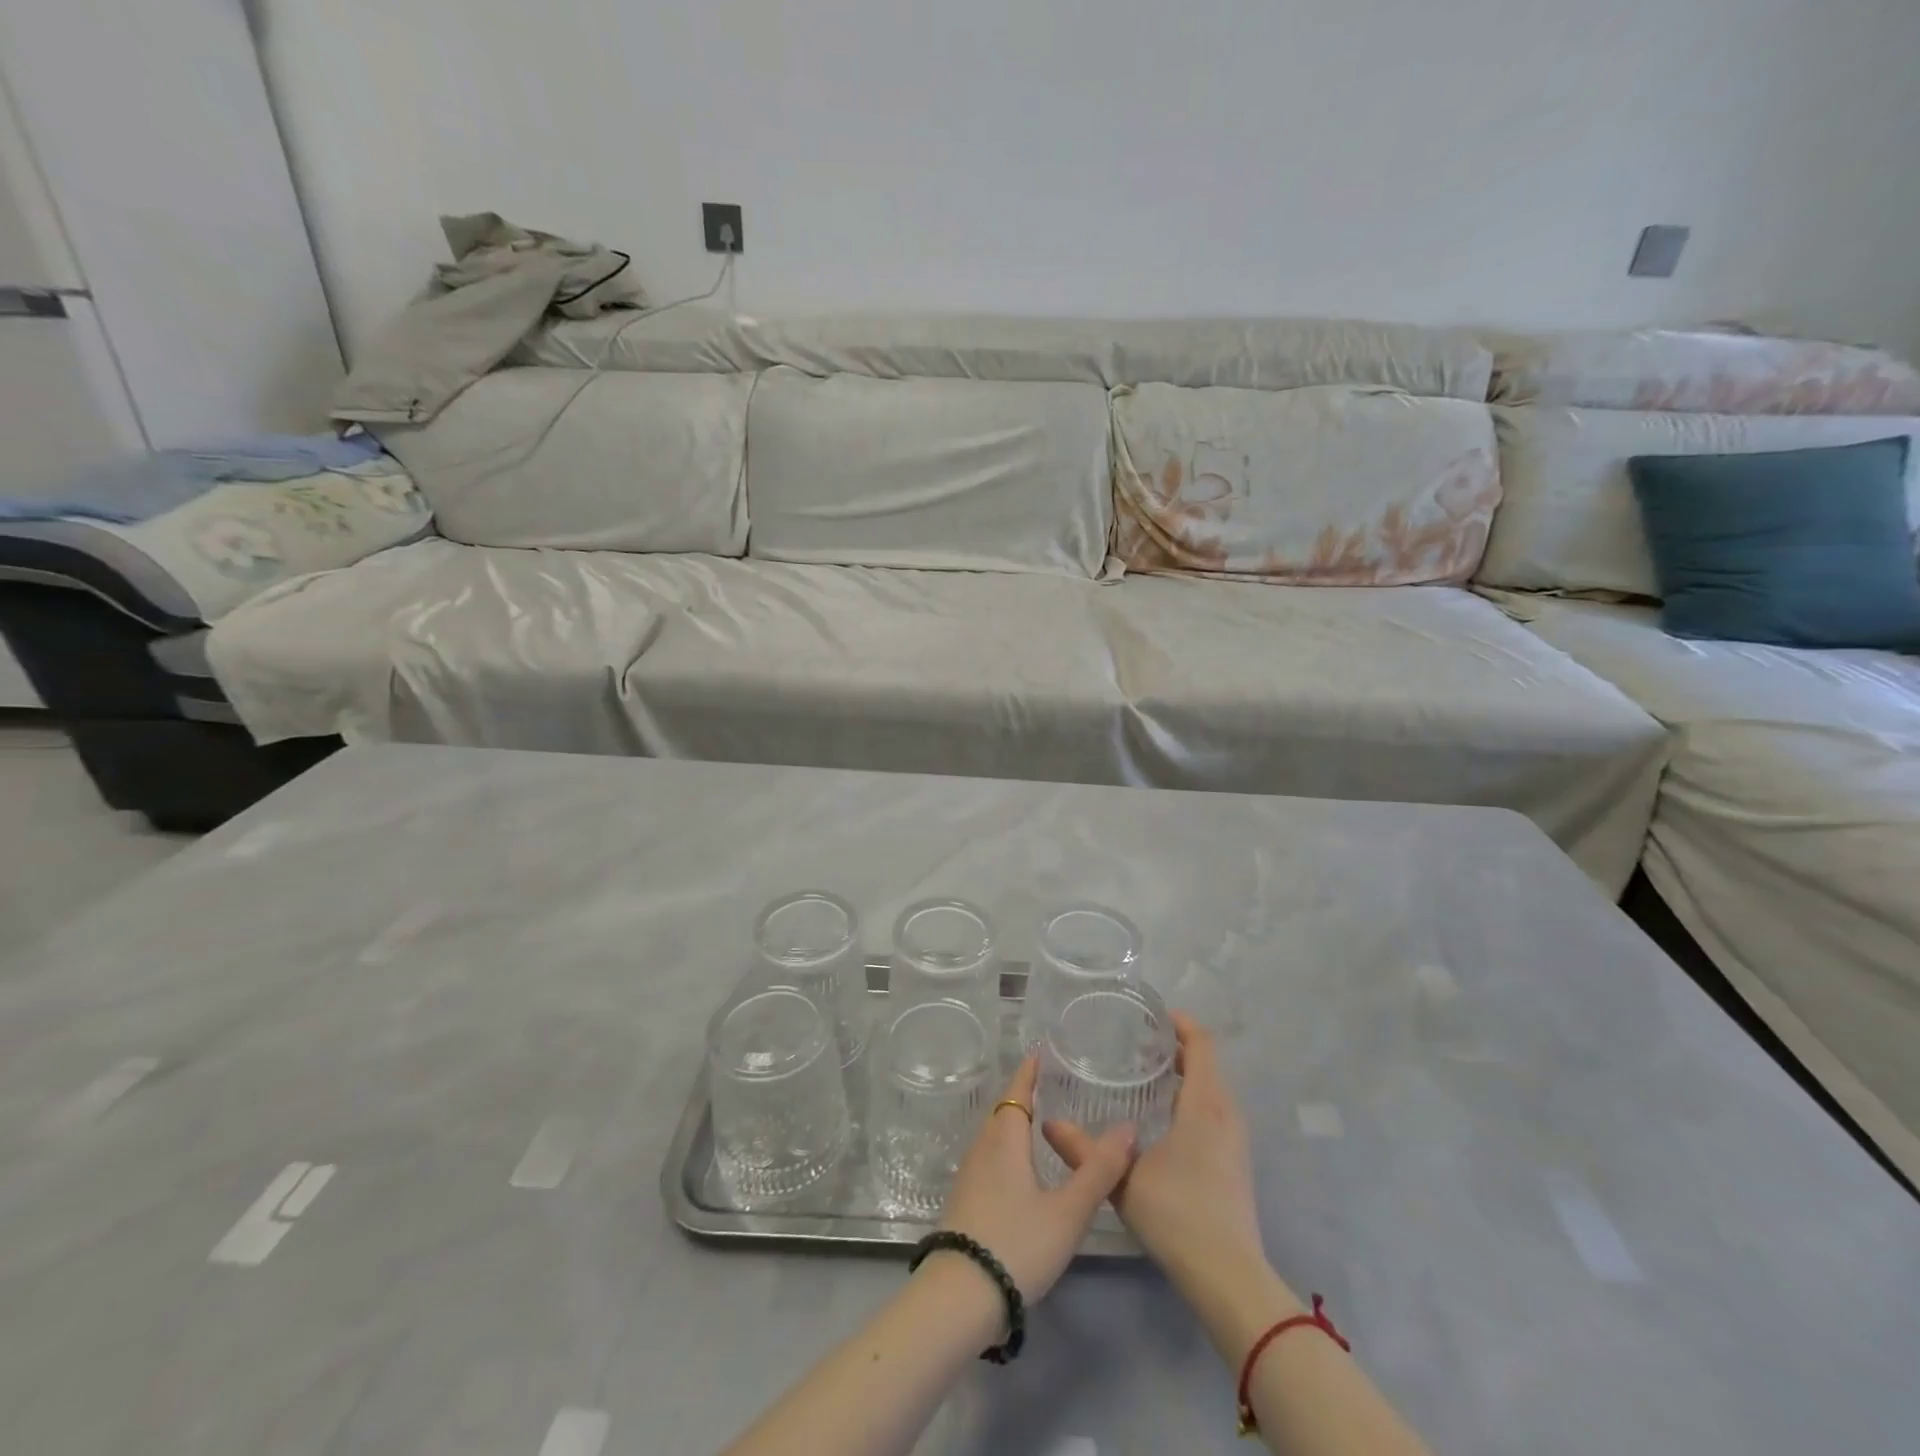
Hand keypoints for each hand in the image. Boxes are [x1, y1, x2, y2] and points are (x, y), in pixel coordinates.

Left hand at [935, 1056, 1135, 1305]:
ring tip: (1038, 1123)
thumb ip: (1098, 1171)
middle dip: (1022, 1096)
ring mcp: (969, 1177)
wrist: (958, 1298)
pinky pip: (989, 1159)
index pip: (1015, 1093)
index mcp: (1005, 1140)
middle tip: (1047, 1086)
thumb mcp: (1067, 1211)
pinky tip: (1020, 1170)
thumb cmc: (1016, 1244)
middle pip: (1002, 1112)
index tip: (1038, 1054)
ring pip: (994, 1137)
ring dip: (1013, 1123)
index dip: (1027, 1073)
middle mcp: (982, 1149)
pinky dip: (1006, 1149)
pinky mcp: (965, 1202)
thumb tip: (1128, 1127)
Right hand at [1046, 1013, 1268, 1296]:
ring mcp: (1236, 1139)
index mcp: (1205, 1104)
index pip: (1202, 1044)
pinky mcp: (1236, 1161)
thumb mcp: (1123, 1180)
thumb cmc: (1178, 1215)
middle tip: (1136, 1045)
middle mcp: (1227, 1113)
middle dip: (1176, 1048)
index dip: (1181, 1023)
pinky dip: (1192, 1099)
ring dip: (1185, 1075)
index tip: (1151, 1016)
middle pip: (1208, 1063)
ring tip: (1145, 1077)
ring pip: (1212, 1089)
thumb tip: (1048, 1124)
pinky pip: (1215, 1111)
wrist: (1230, 1278)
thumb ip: (1083, 1150)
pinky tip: (1163, 1119)